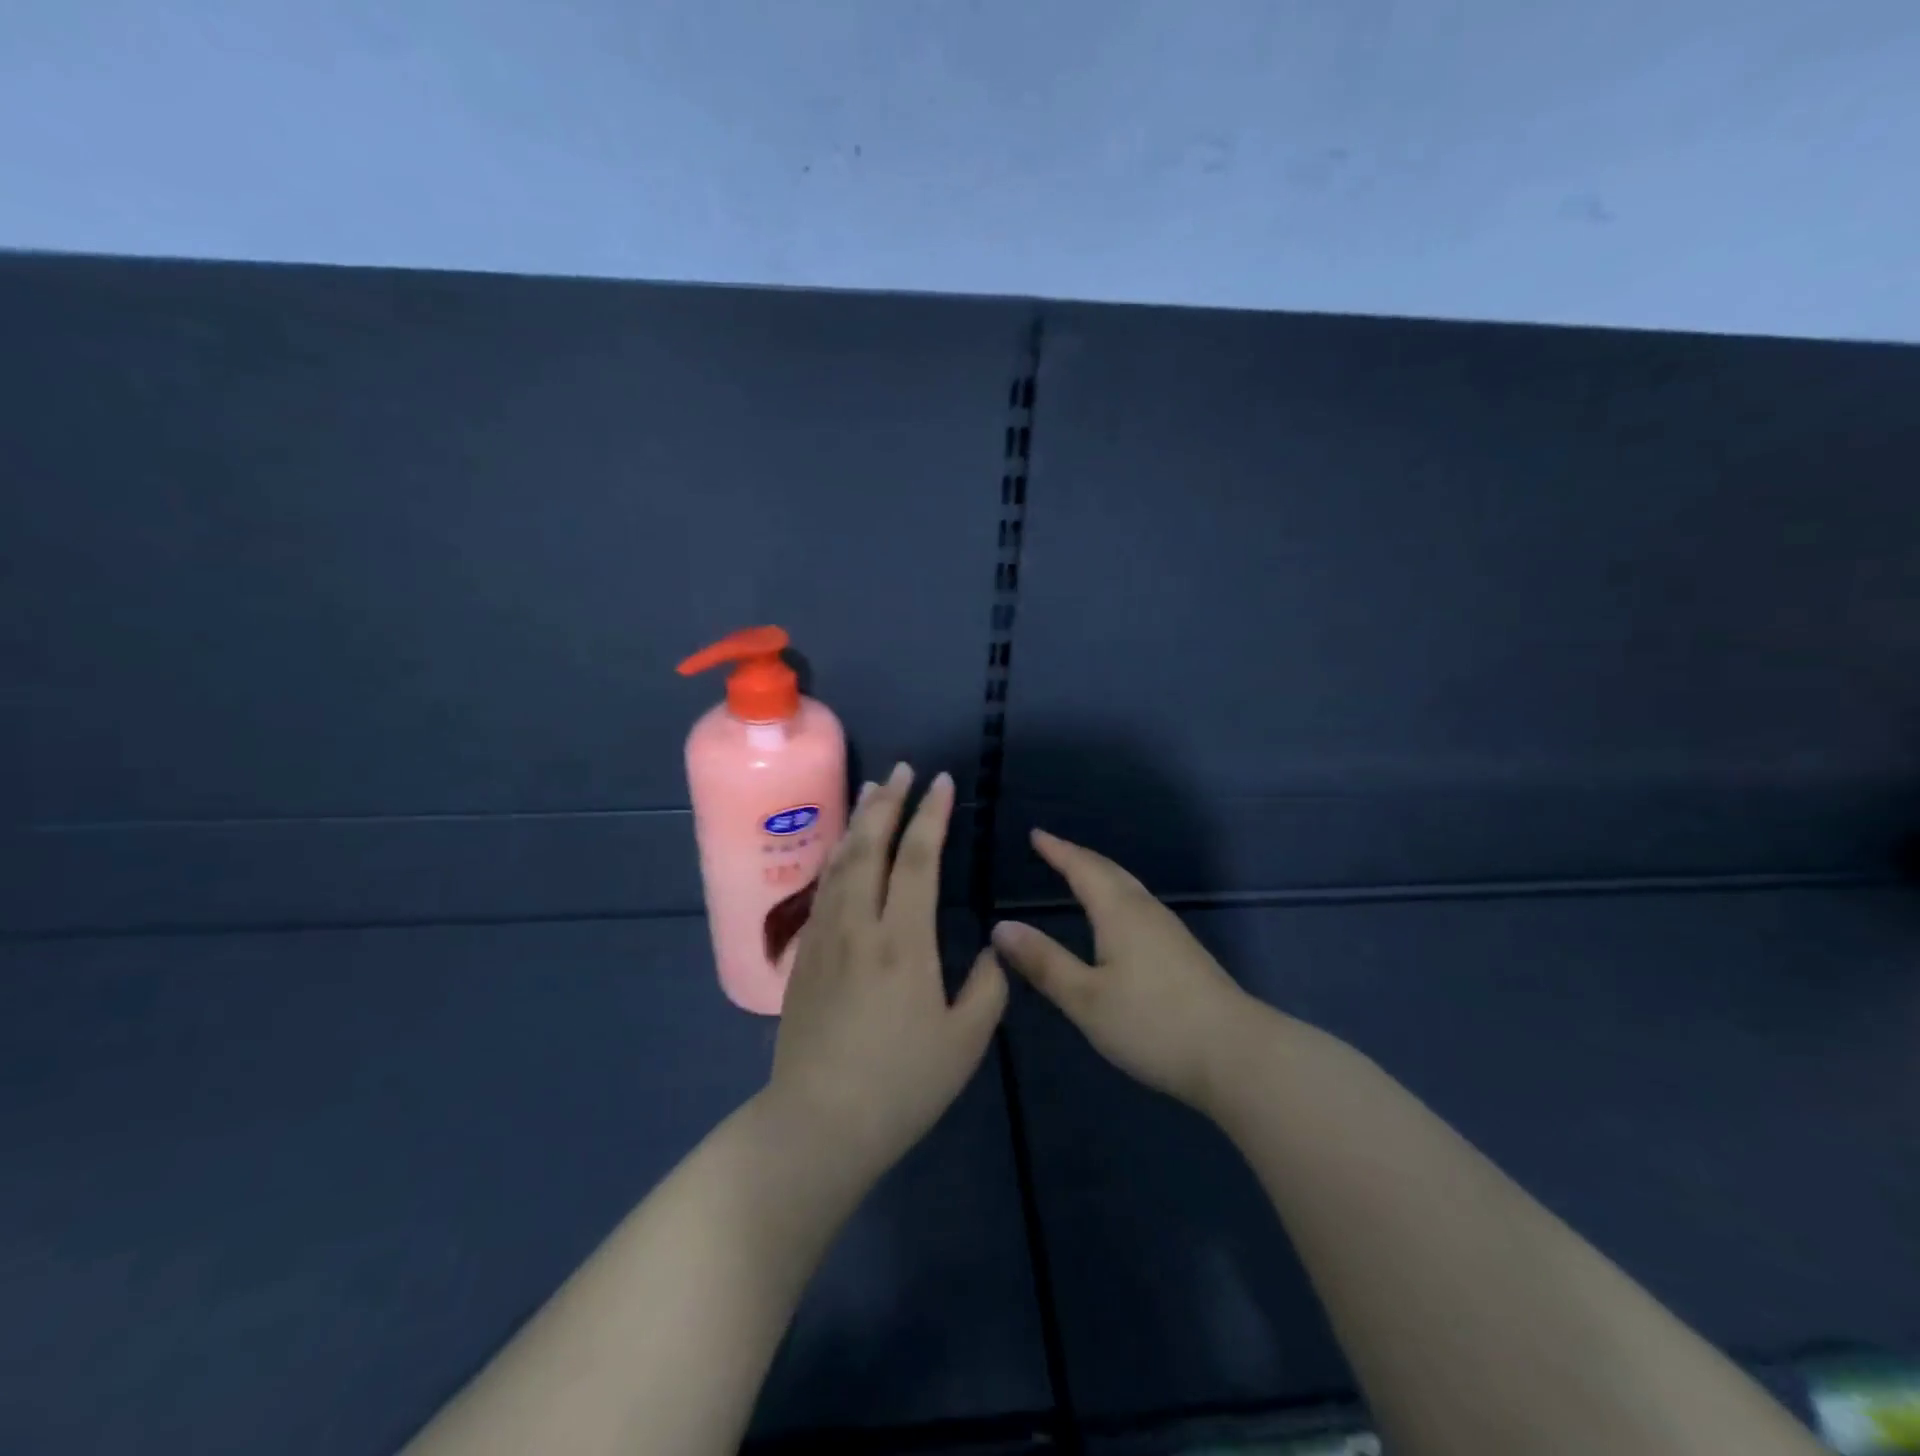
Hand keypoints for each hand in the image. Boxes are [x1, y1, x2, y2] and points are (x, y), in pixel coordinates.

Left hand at [766, 763, 1007, 1176]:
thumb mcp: (965, 1041)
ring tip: (871, 790)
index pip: (918, 859)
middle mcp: (860, 926)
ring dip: (858, 821)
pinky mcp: (805, 957)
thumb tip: (988, 948)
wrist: (819, 1124)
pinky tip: (842, 850)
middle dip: (888, 802)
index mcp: (903, 942)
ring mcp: (825, 938)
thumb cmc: (901, 1084)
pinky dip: (837, 856)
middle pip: (870, 847)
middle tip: (902, 769)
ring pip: (840, 862)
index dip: (931, 816)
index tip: (941, 782)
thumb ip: (986, 987)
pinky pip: (823, 889)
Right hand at [992, 829, 1256, 1110]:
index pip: (1082, 869)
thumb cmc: (1152, 1024)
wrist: (1236, 1054)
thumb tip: (1002, 926)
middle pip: (1109, 871)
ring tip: (1080, 874)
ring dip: (1101, 874)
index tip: (1036, 834)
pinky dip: (1117, 896)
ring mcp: (1170, 931)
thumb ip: (1044, 962)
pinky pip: (1140, 906)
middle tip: (1053, 848)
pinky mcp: (1183, 953)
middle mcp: (1146, 911)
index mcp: (1119, 913)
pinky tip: (1118, 918)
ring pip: (1129, 888)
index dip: (1058, 850)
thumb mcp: (1085, 999)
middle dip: (1079, 857)